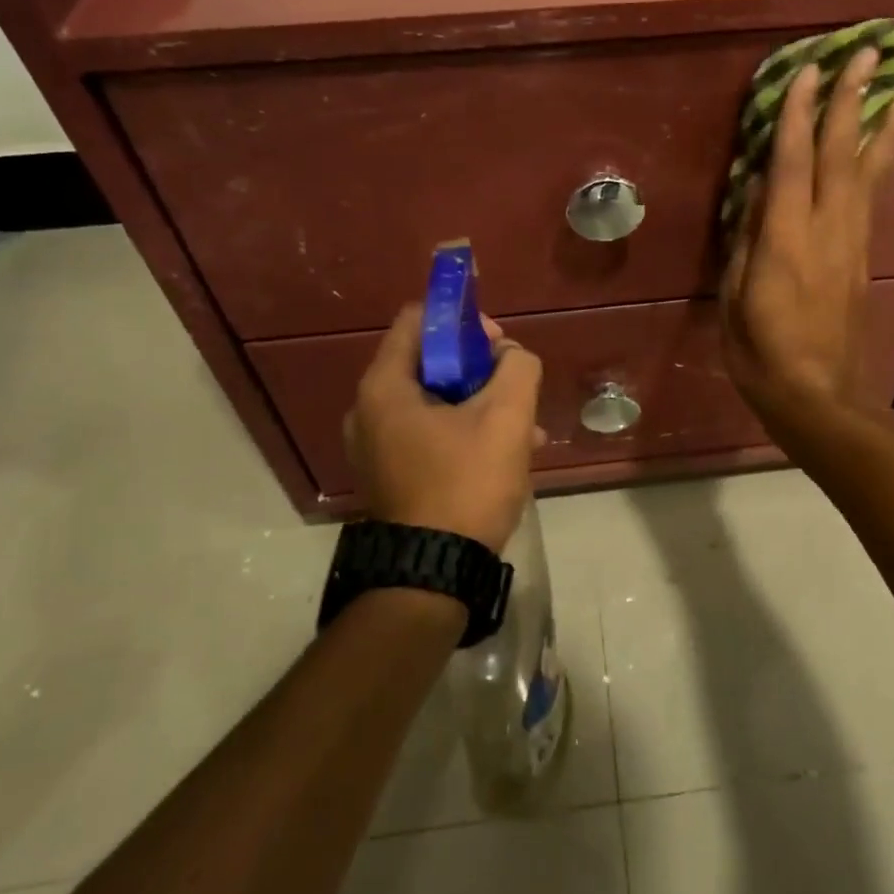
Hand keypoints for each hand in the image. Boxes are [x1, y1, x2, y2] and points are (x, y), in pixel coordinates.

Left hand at [344, 305, 543, 551]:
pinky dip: (465, 432)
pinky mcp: (390, 474)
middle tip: (514, 388)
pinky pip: (430, 433)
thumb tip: (509, 356)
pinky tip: (507, 455)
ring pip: (436, 401)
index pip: (418, 319)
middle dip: (480, 368)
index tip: (498, 344)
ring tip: (525, 429)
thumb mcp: (507, 418)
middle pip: (430, 361)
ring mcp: (376, 445)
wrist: (433, 573)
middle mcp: (369, 410)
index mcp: (385, 386)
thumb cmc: (466, 484)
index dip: (463, 319)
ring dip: (481, 404)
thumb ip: (517, 367)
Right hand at [721, 46, 893, 433]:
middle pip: (843, 155)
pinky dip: (882, 163)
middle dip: (854, 101)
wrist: (820, 397)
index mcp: (786, 241)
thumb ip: (747, 241)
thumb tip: (759, 192)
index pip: (794, 163)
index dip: (800, 115)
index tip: (809, 70)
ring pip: (871, 173)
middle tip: (871, 53)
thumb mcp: (736, 299)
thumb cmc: (761, 353)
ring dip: (885, 126)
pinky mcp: (863, 259)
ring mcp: (852, 244)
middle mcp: (827, 231)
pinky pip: (872, 199)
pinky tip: (886, 147)